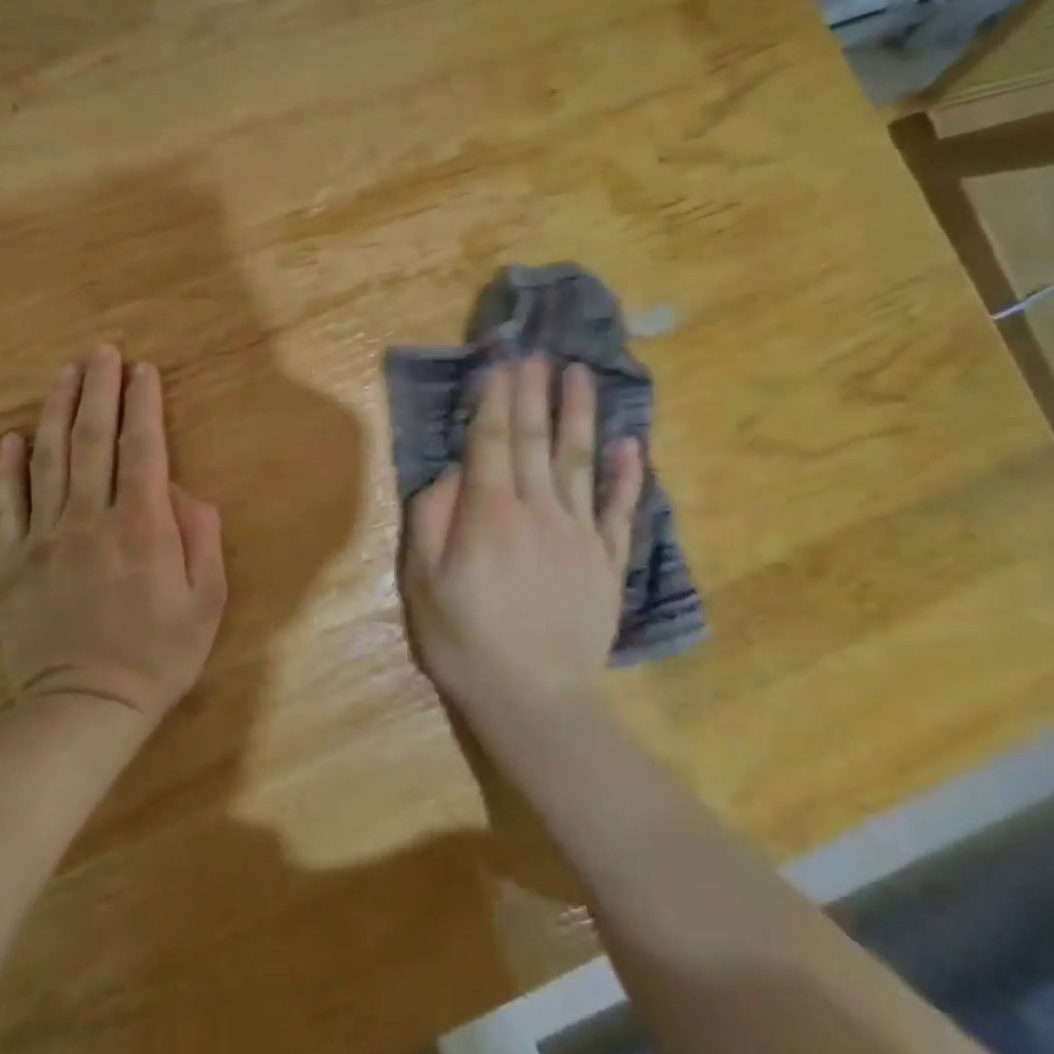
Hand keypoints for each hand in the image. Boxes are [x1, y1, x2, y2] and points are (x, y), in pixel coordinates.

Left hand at [0, 346, 227, 728]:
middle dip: (99, 390)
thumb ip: (200, 538)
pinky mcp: (12, 562)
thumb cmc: (158, 655)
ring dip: (57, 411)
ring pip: (48, 460)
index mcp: (142, 527)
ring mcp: (44, 539)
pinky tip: (12, 436)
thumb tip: (182, 493)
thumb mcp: (206, 601)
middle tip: (102, 351)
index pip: (141, 448)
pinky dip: (9, 467)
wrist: (82, 710)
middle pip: (92, 440)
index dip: (143, 404)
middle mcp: (91, 520)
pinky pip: (7, 505)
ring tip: (64, 373)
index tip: (143, 369)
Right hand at [400, 357, 642, 721]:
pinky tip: (630, 444)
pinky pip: (619, 509)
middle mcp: (538, 509)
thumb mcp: (423, 584)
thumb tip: (450, 473)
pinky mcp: (607, 560)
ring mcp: (579, 533)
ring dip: (579, 414)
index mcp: (490, 513)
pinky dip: (626, 475)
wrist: (536, 701)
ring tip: (580, 375)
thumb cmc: (467, 642)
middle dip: (534, 392)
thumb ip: (431, 519)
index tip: (502, 362)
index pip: (491, 441)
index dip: (496, 398)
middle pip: (535, 439)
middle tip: (539, 352)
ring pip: (580, 461)